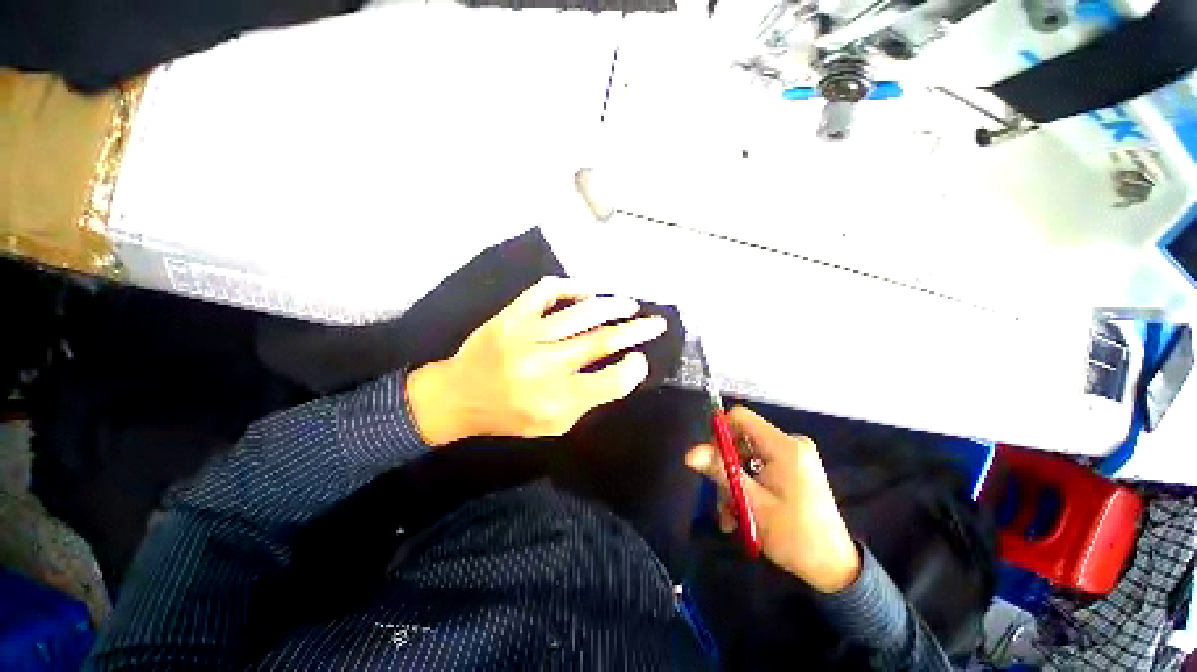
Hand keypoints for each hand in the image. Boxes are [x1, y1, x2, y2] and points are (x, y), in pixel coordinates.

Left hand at [407, 276, 666, 445]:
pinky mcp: (511, 316)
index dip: (633, 369)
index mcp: (555, 400)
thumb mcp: (553, 425)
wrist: (458, 396)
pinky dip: (571, 286)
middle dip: (636, 330)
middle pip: (601, 341)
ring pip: (581, 313)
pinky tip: (587, 292)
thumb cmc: (509, 416)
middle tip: (655, 323)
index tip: (641, 360)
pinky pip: (546, 291)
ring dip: (613, 305)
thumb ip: (588, 400)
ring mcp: (526, 335)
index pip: (609, 382)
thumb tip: (619, 369)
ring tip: (631, 305)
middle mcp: (544, 366)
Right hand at [685, 407, 861, 592]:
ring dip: (734, 482)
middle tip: (719, 498)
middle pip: (741, 438)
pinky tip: (741, 512)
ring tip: (730, 516)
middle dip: (725, 466)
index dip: (719, 433)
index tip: (709, 460)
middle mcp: (791, 444)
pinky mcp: (794, 468)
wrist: (834, 568)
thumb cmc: (794, 536)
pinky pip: (759, 466)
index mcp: (785, 446)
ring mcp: (794, 456)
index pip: (740, 417)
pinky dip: (748, 485)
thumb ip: (720, 471)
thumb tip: (690, 454)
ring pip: (747, 456)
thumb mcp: (751, 503)